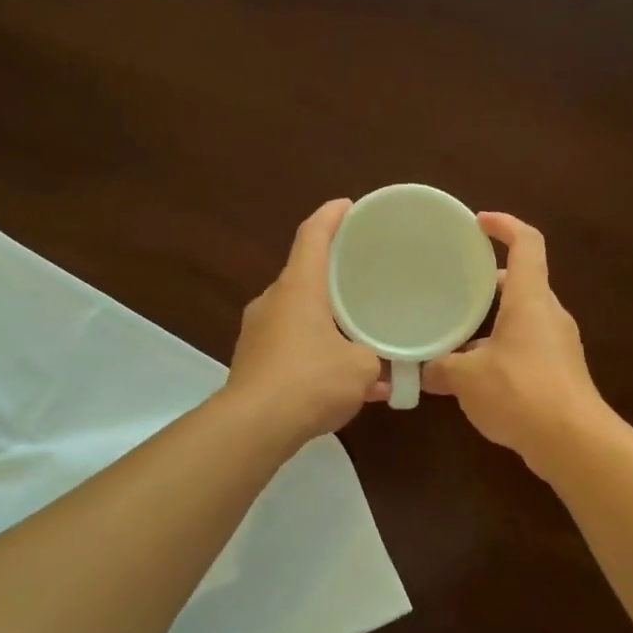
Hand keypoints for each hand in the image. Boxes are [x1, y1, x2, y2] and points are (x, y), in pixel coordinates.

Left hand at [226, 199, 387, 444]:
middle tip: (362, 277)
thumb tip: (380, 370)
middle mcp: (273, 301)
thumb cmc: (311, 381)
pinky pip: (290, 344)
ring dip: (325, 319)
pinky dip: (314, 351)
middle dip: (332, 275)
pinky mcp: (252, 361)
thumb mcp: (361, 368)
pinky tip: (338, 378)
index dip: (332, 216)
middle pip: (304, 274)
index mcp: (299, 288)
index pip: (313, 236)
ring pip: (298, 313)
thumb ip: (375, 360)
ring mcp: (257, 332)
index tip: (349, 206)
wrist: (254, 426)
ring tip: (356, 333)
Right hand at [422, 213, 606, 472]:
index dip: (504, 226)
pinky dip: (500, 349)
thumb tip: (422, 371)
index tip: (478, 223)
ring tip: (454, 333)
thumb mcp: (467, 378)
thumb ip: (440, 368)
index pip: (526, 243)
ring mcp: (558, 344)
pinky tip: (473, 374)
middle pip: (521, 282)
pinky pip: (525, 347)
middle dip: (487, 280)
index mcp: (530, 299)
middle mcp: (548, 314)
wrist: (573, 442)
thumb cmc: (520, 392)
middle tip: (453, 284)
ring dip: (491, 321)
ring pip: (522, 318)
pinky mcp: (559, 372)